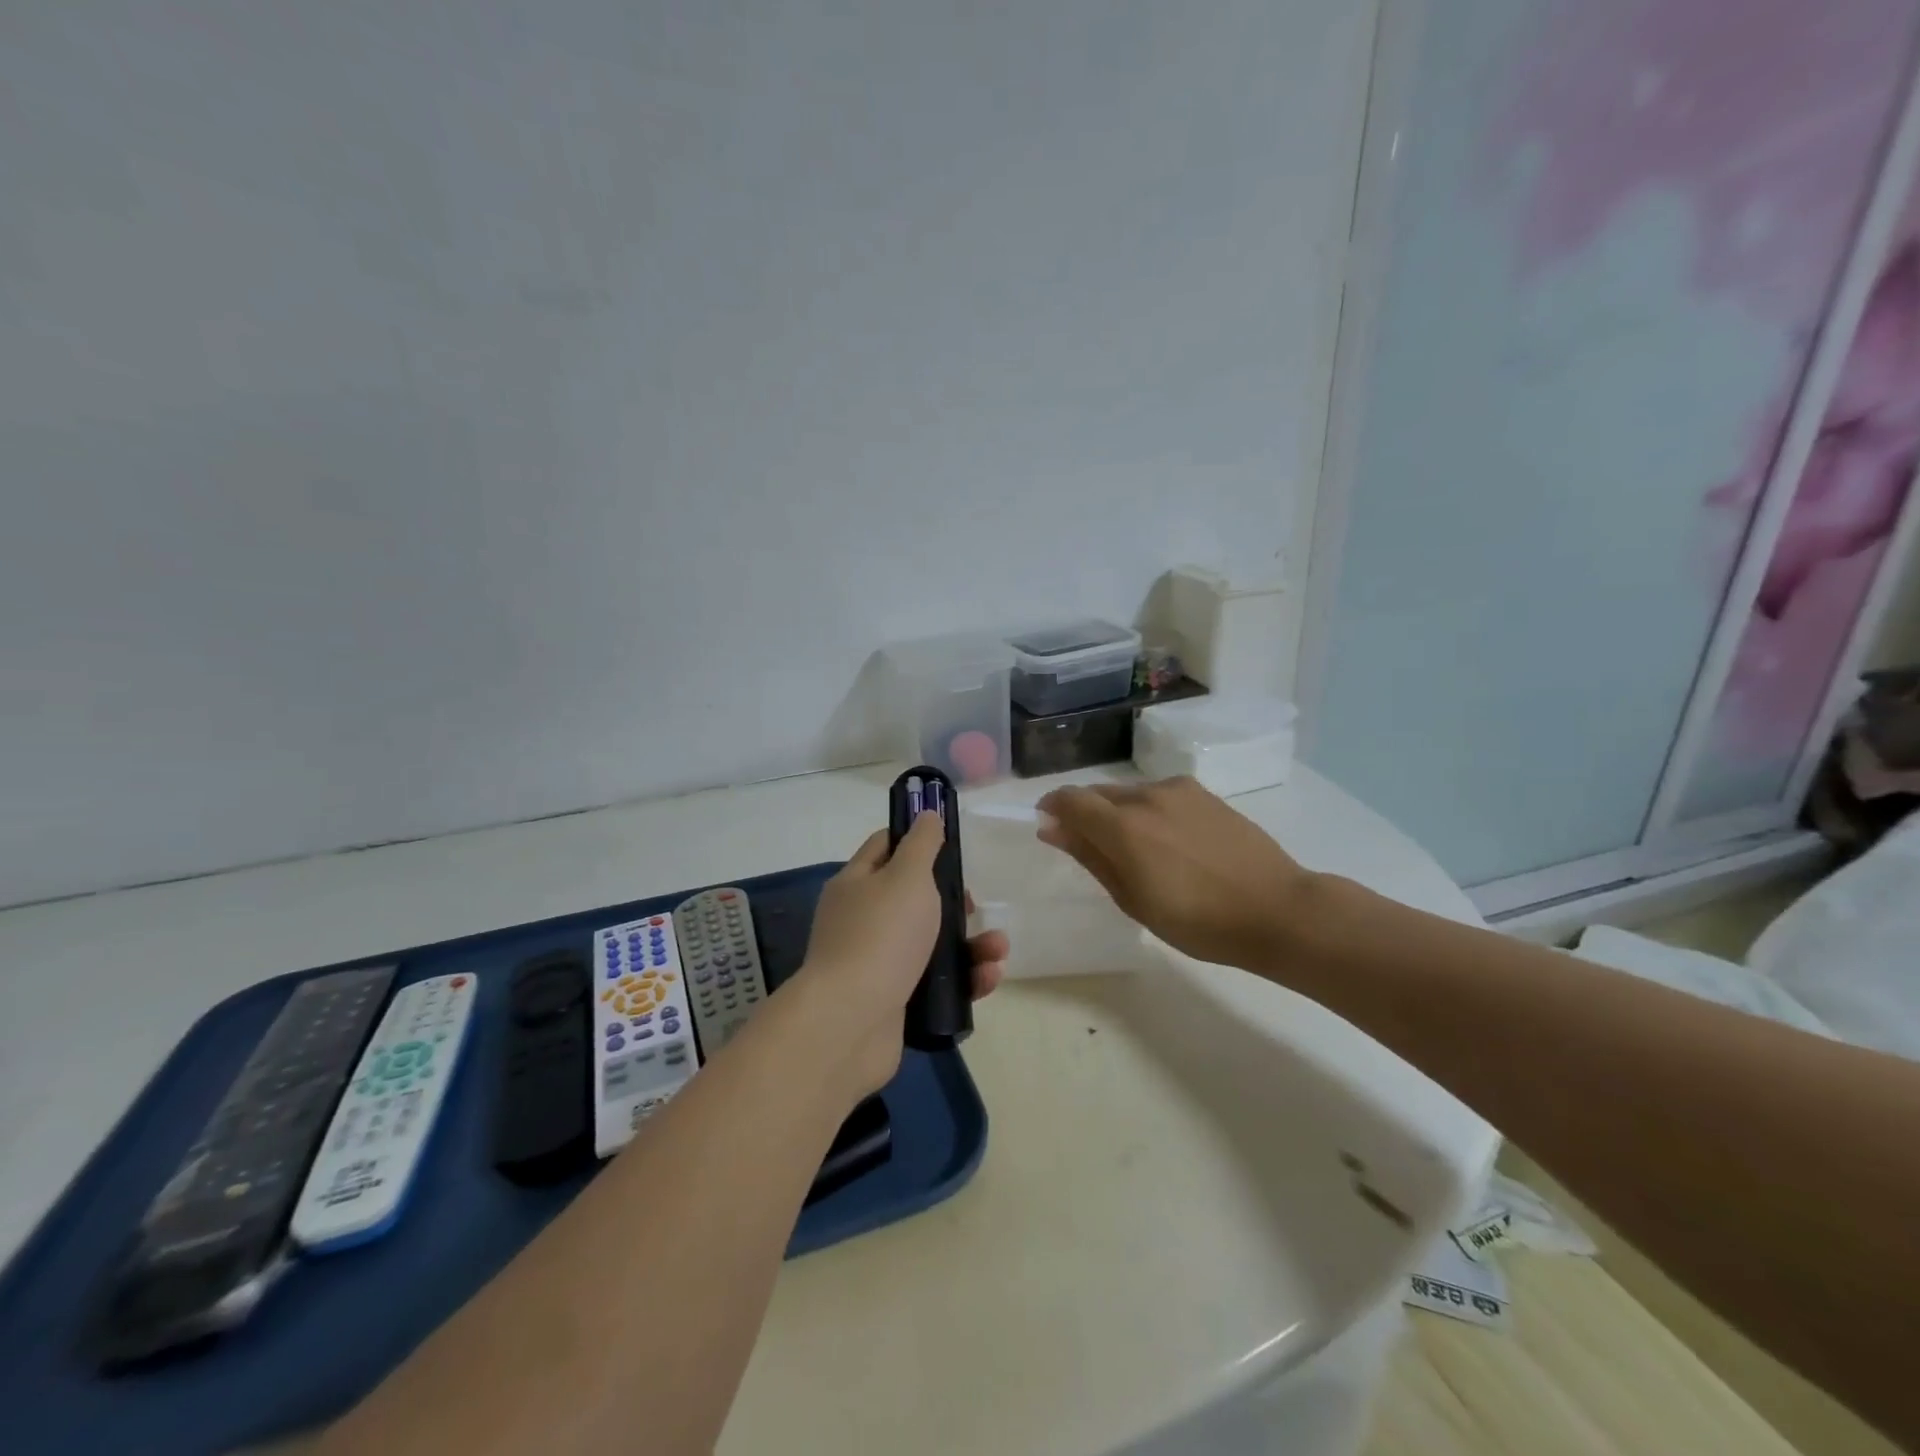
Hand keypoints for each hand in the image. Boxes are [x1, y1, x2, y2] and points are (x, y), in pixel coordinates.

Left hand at [795, 813, 1008, 1098]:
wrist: (851, 1023)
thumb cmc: (882, 936)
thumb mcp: (907, 876)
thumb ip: (922, 844)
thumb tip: (927, 815)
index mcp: (856, 884)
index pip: (885, 847)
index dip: (917, 840)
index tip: (952, 844)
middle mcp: (861, 921)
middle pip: (913, 899)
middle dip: (953, 902)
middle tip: (974, 905)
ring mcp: (876, 964)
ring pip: (931, 944)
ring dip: (970, 944)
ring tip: (998, 950)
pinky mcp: (894, 1002)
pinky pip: (935, 983)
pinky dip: (963, 980)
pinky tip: (988, 979)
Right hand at [1036, 776, 1313, 969]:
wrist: (1276, 909)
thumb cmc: (1198, 921)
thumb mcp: (1133, 899)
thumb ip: (1090, 856)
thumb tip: (1052, 828)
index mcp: (1123, 826)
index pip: (1069, 799)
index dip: (1051, 808)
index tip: (1049, 827)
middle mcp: (1146, 796)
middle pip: (1097, 793)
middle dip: (1084, 813)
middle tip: (1093, 849)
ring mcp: (1178, 790)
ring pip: (1128, 792)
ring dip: (1118, 812)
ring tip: (1137, 850)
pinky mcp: (1203, 792)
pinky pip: (1158, 794)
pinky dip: (1147, 810)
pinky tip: (1168, 841)